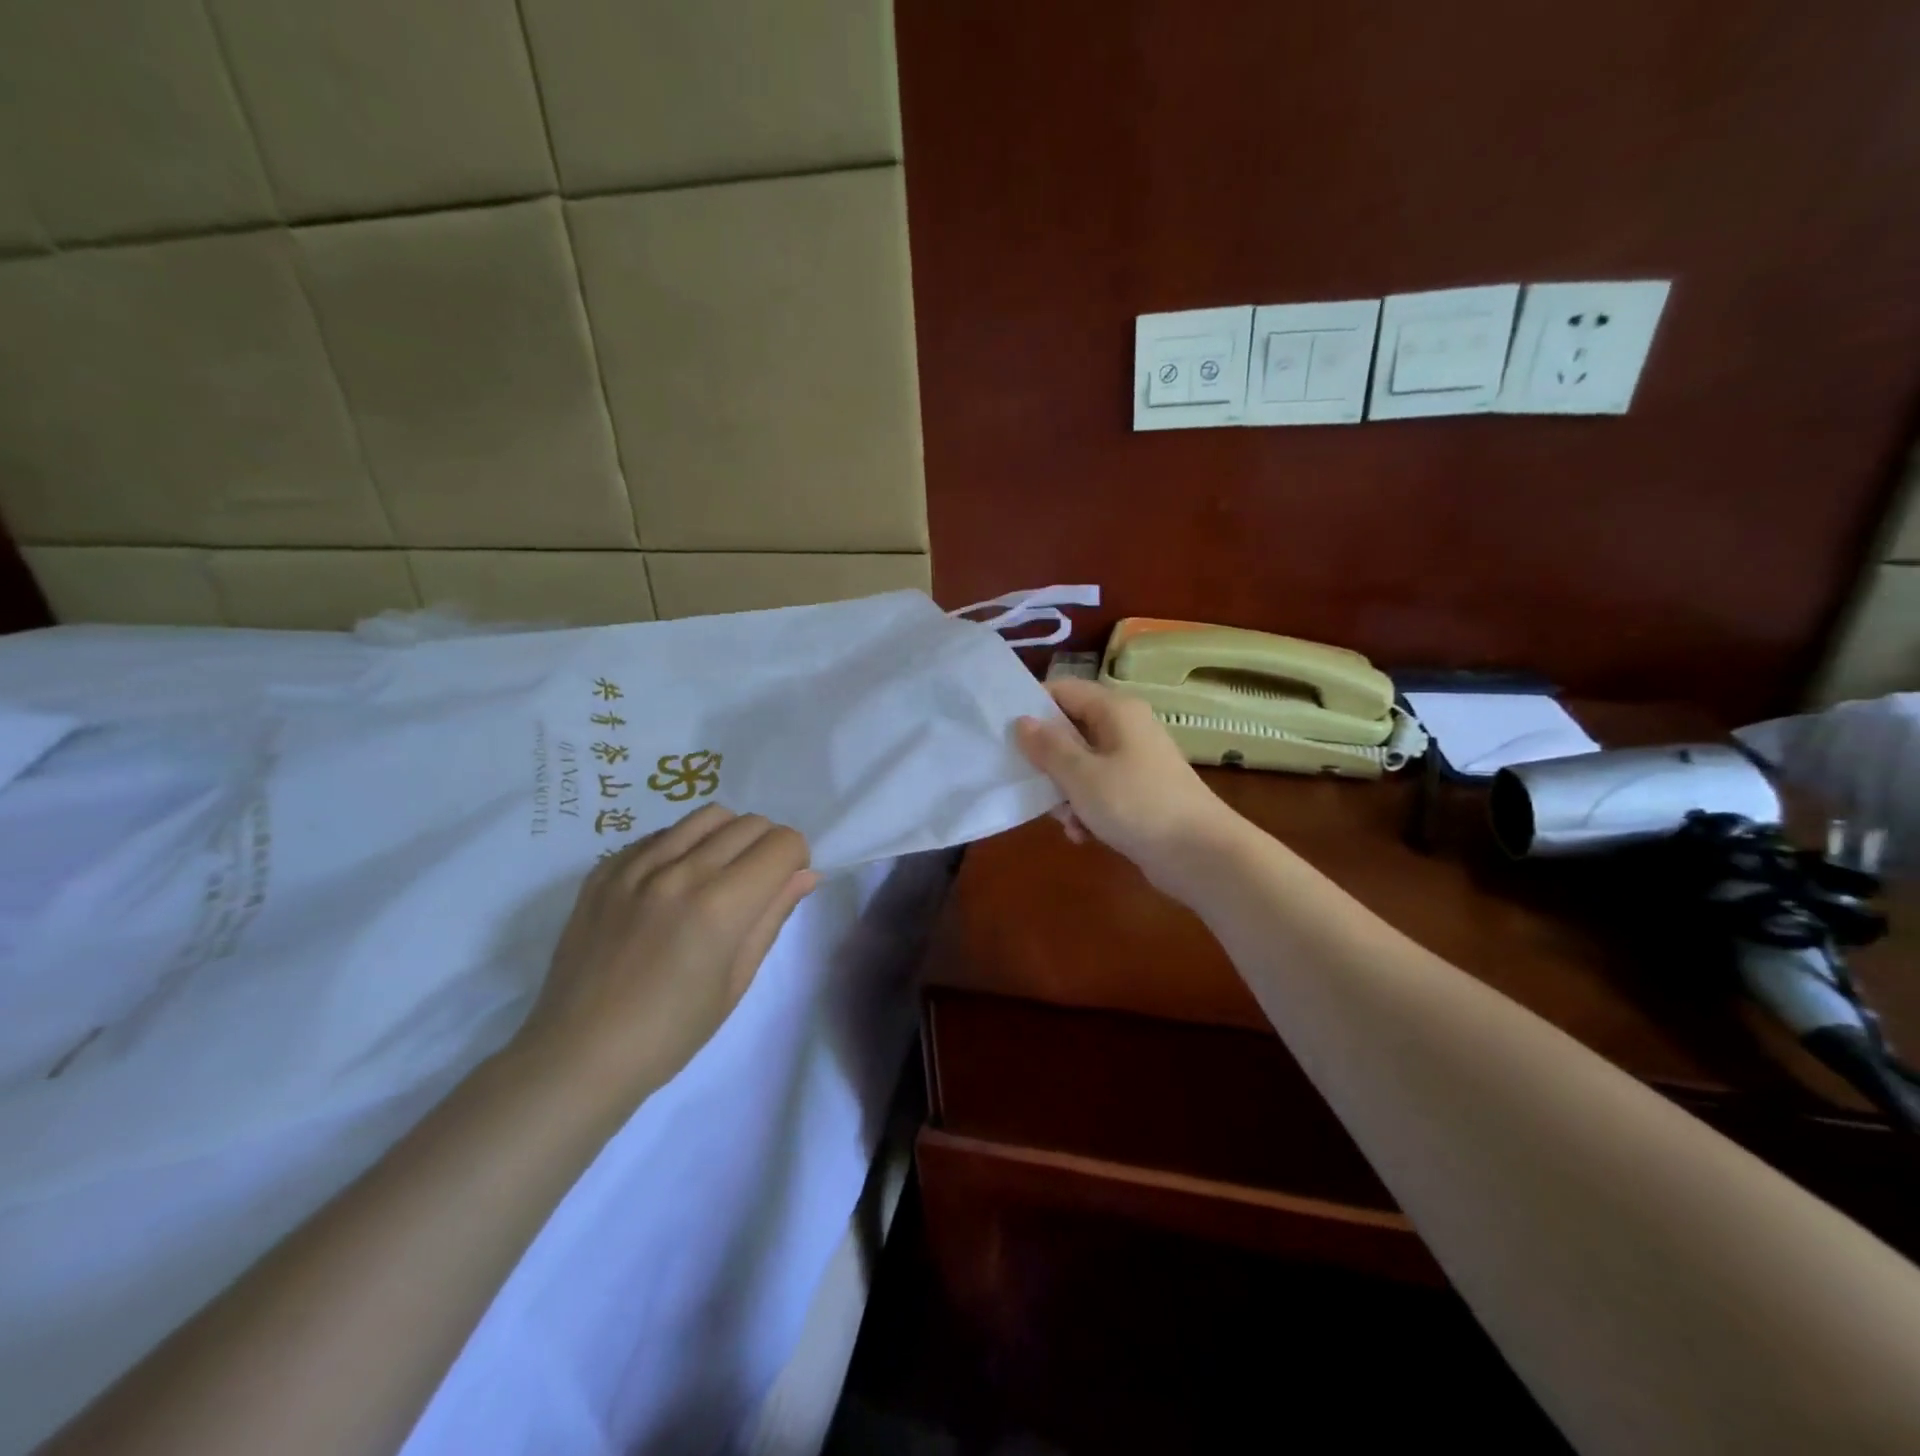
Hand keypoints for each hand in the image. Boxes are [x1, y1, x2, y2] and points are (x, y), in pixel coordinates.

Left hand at [510, 805, 816, 1109]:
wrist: (579, 1055)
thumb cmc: (671, 1032)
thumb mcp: (736, 980)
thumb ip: (772, 916)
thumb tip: (806, 874)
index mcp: (719, 907)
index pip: (782, 844)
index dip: (795, 859)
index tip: (784, 884)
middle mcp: (680, 872)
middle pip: (749, 823)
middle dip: (767, 846)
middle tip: (756, 883)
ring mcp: (636, 866)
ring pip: (707, 816)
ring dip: (727, 837)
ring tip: (716, 875)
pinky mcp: (604, 869)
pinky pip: (661, 834)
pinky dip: (683, 846)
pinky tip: (673, 885)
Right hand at [1015, 678, 1242, 892]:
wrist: (1200, 855)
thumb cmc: (1136, 804)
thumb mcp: (1081, 775)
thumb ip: (1048, 747)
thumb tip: (1021, 721)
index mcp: (1115, 710)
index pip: (1063, 690)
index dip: (1032, 708)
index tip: (1005, 735)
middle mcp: (1126, 728)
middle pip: (1071, 730)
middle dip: (1048, 760)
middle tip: (1029, 783)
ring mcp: (1135, 762)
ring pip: (1082, 765)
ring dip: (1065, 792)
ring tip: (1065, 819)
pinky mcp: (1140, 793)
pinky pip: (1100, 791)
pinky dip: (1087, 809)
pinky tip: (1083, 835)